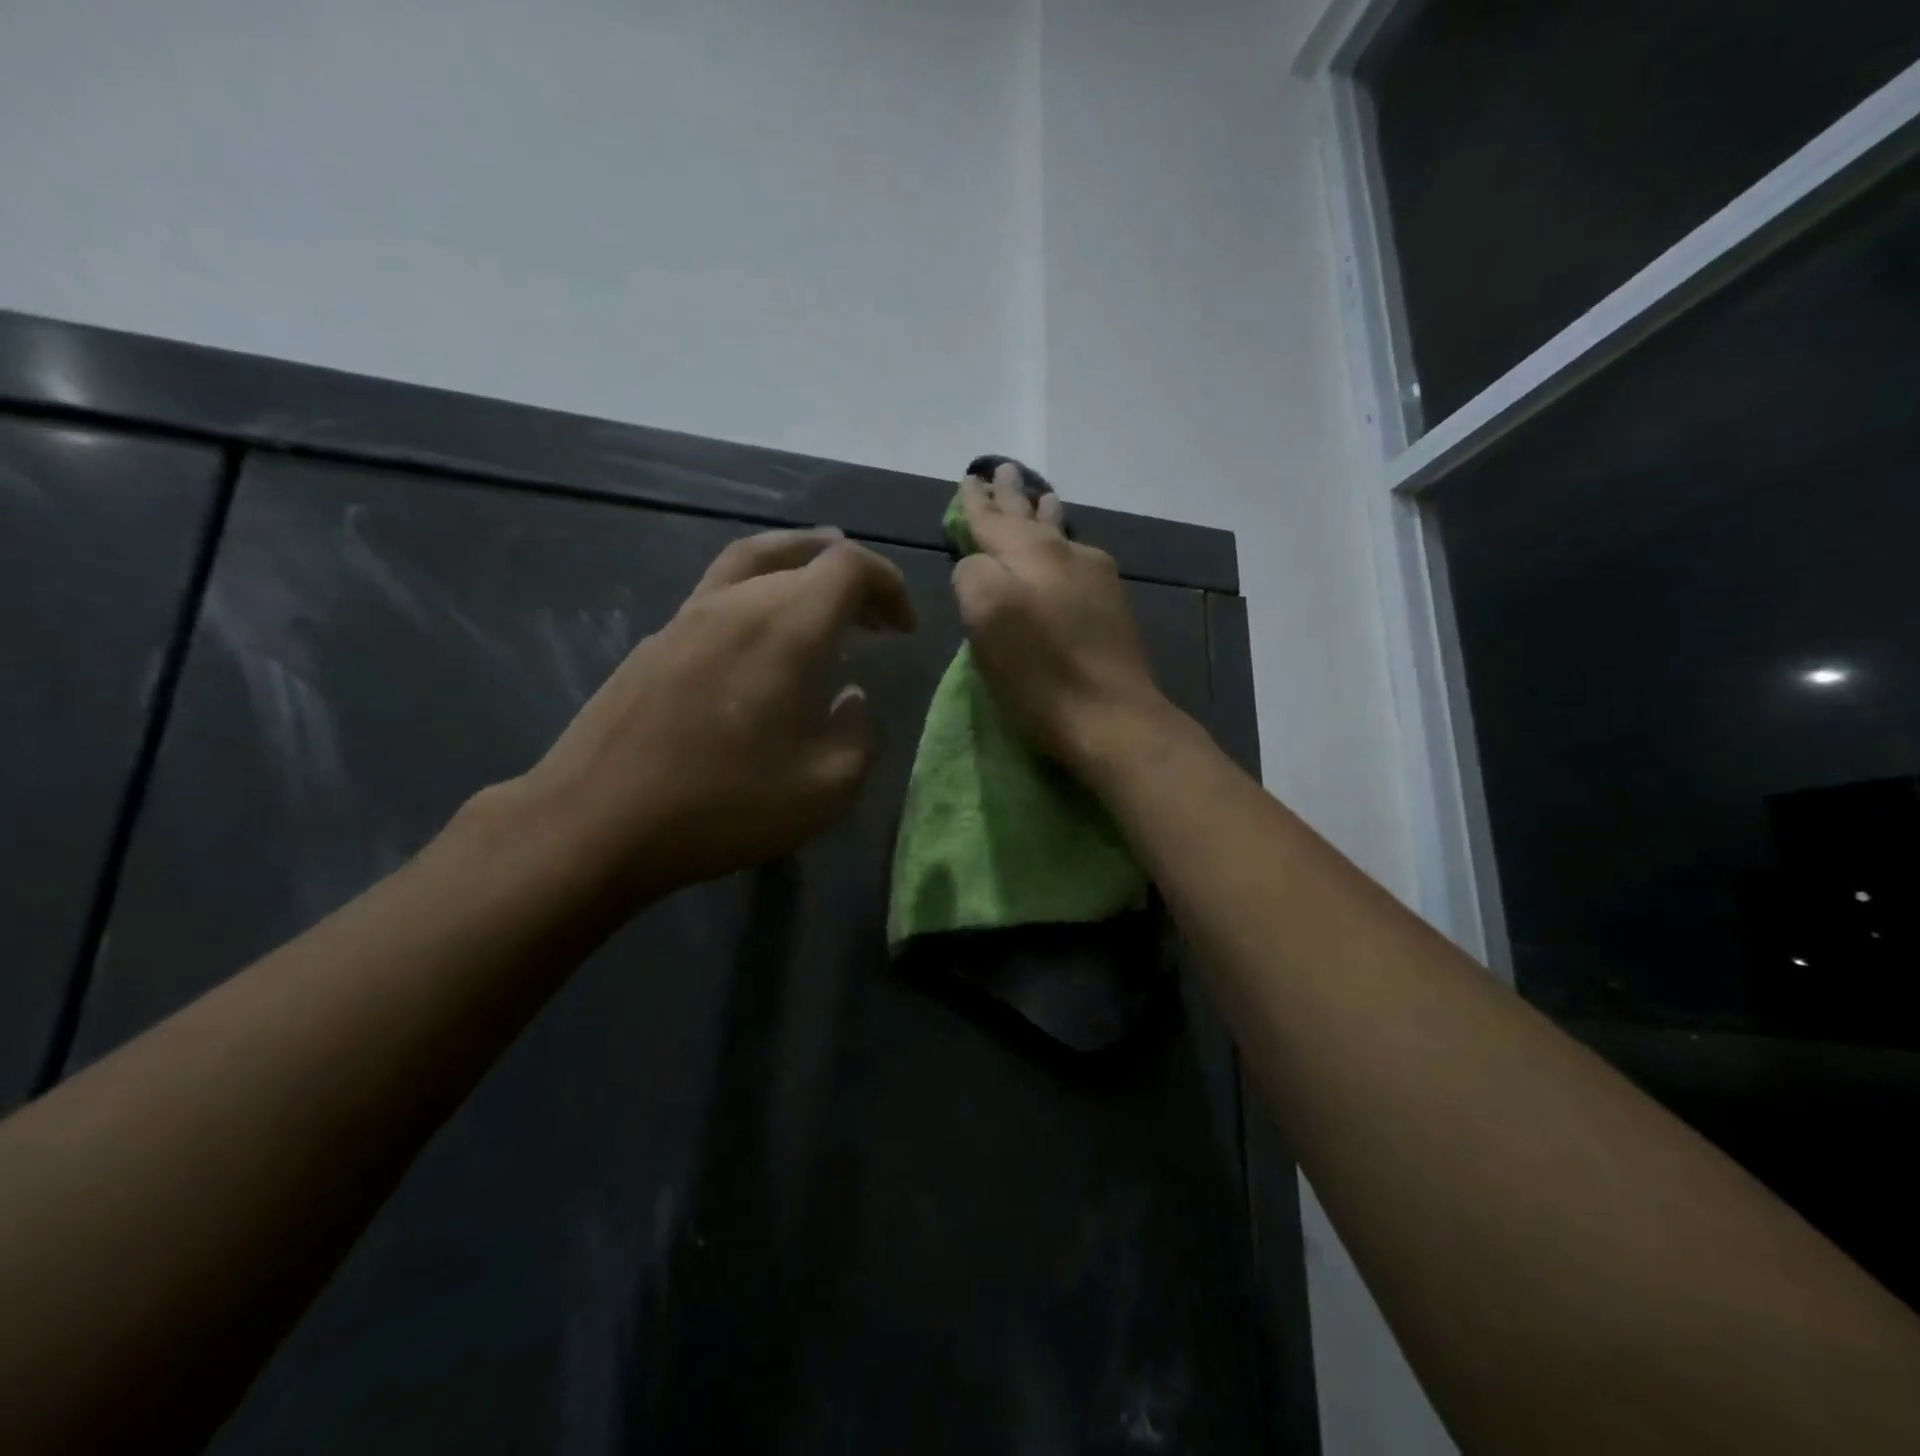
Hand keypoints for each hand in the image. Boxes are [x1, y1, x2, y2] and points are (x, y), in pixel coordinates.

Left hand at [515, 528, 915, 906]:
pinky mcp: (655, 640)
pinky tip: (761, 636)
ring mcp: (687, 616)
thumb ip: (858, 734)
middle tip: (876, 622)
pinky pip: (719, 589)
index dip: (889, 585)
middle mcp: (737, 603)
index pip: (849, 566)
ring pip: (754, 560)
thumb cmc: (721, 807)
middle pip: (804, 557)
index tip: (904, 630)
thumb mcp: (824, 789)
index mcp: (786, 629)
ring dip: (800, 567)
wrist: (595, 823)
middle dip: (852, 582)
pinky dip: (759, 590)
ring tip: (822, 588)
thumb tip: (851, 699)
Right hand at [952, 464, 1169, 774]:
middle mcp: (1066, 554)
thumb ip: (972, 574)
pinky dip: (1064, 545)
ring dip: (1045, 515)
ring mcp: (1096, 580)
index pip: (993, 519)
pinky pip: (1079, 559)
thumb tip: (979, 564)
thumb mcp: (985, 615)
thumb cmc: (1039, 671)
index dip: (976, 502)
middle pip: (1031, 519)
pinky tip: (1068, 547)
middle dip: (1013, 498)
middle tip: (1004, 470)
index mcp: (1030, 553)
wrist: (1111, 716)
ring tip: (1042, 498)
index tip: (970, 478)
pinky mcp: (1112, 608)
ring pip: (1062, 535)